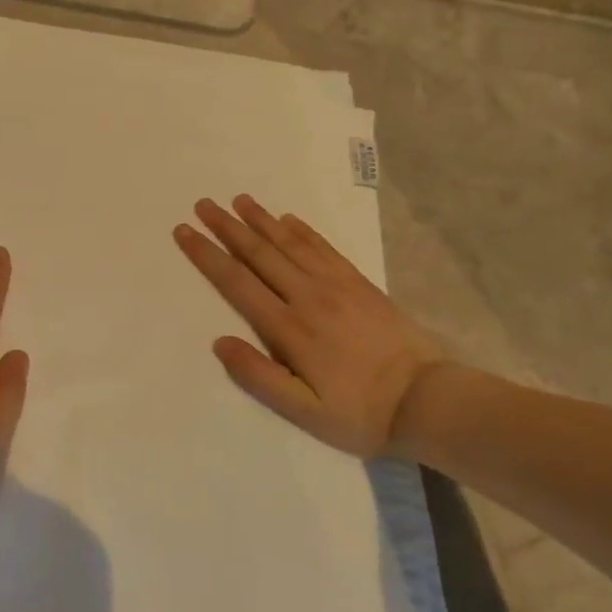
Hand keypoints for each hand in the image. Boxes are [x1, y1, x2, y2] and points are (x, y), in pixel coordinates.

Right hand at [174, 195, 444, 457]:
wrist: (427, 400)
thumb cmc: (359, 412)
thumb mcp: (304, 411)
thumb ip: (259, 376)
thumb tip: (219, 342)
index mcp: (288, 328)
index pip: (237, 282)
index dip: (207, 255)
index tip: (185, 232)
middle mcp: (307, 296)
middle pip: (259, 254)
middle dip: (227, 227)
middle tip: (203, 203)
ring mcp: (336, 285)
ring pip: (289, 244)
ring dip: (261, 220)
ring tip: (239, 200)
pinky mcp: (359, 283)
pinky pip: (323, 248)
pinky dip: (302, 230)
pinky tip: (288, 218)